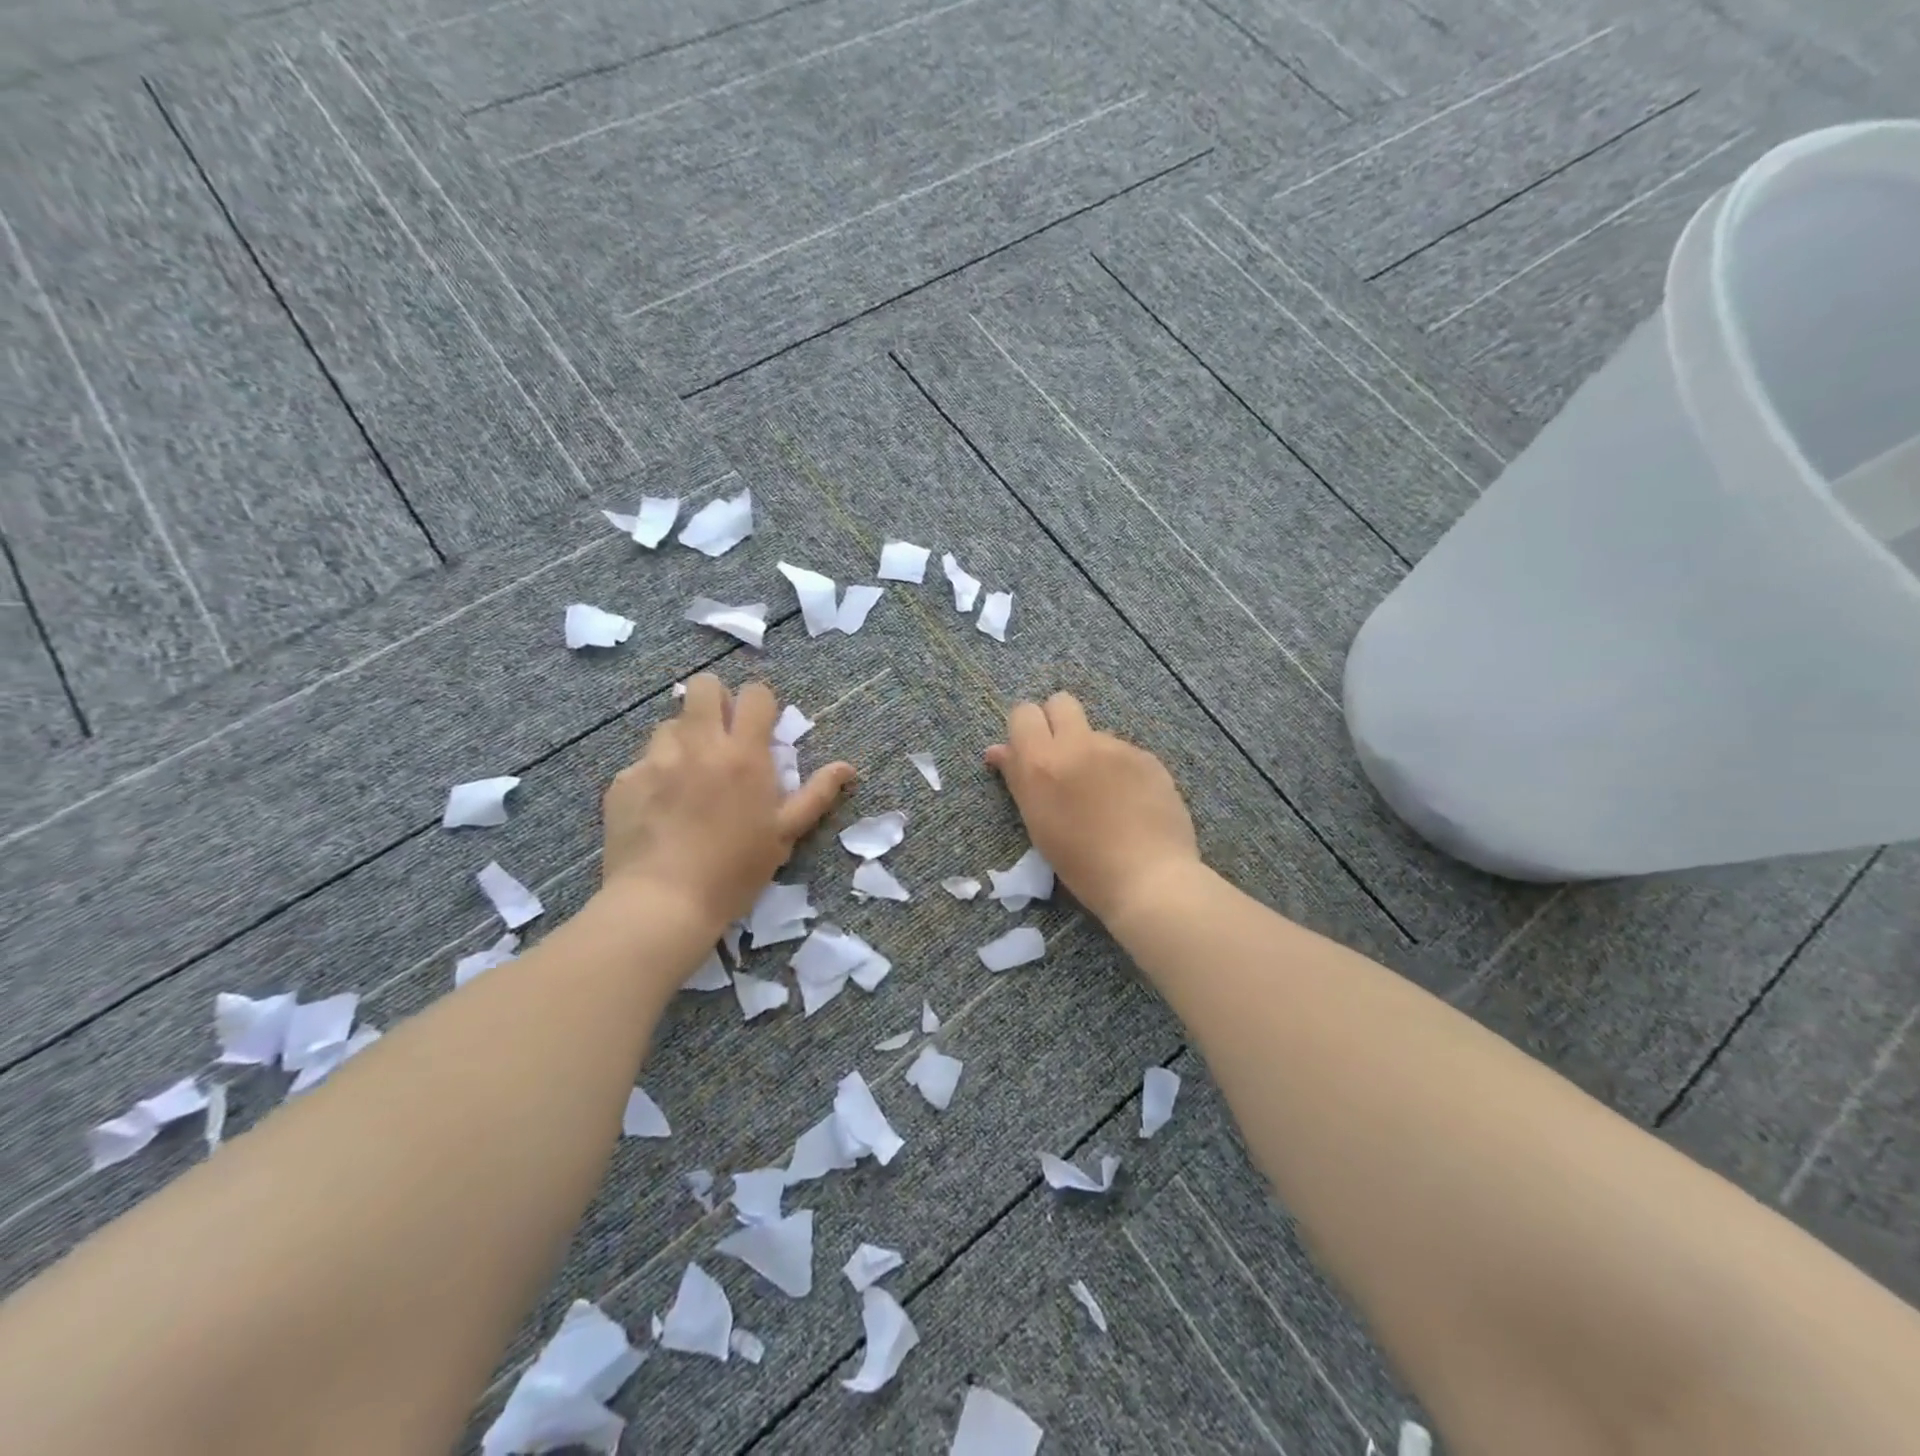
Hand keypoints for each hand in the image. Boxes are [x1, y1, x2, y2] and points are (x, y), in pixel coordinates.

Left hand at [601, 675, 854, 930]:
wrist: (663, 902)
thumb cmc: (735, 869)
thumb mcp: (785, 834)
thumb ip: (816, 794)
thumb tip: (847, 767)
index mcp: (744, 754)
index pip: (754, 695)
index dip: (760, 704)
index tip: (761, 727)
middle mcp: (699, 744)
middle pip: (703, 686)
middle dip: (716, 700)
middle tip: (721, 735)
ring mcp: (656, 759)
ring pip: (670, 723)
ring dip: (684, 739)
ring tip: (688, 776)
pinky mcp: (624, 780)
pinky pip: (643, 762)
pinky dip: (655, 775)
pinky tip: (660, 808)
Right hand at [985, 692, 1198, 923]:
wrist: (1147, 878)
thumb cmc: (1081, 863)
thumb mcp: (1038, 823)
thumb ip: (1018, 778)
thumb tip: (997, 751)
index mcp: (1042, 762)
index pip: (1023, 713)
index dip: (1025, 730)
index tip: (1030, 753)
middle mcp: (1078, 744)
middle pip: (1061, 703)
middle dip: (1057, 722)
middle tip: (1062, 759)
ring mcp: (1117, 748)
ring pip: (1095, 733)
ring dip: (1091, 752)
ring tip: (1104, 796)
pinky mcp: (1148, 758)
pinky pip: (1124, 752)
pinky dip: (1121, 770)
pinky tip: (1130, 802)